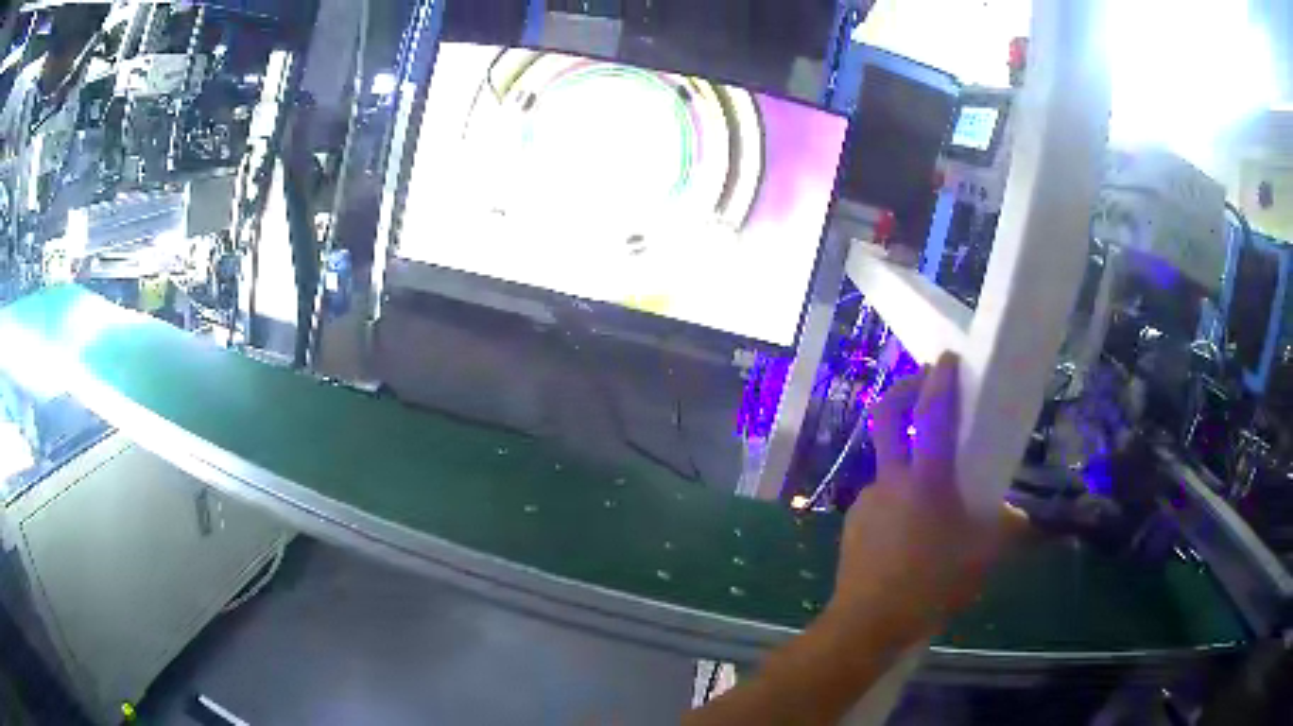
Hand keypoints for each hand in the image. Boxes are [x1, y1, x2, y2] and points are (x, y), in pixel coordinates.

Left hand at [828, 353, 1023, 645]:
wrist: (868, 624)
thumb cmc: (930, 586)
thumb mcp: (982, 558)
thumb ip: (1005, 530)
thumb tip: (1021, 518)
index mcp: (927, 480)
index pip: (932, 414)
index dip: (940, 380)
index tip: (947, 357)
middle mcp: (891, 480)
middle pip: (887, 416)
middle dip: (904, 389)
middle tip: (923, 384)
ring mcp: (867, 500)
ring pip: (887, 463)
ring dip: (907, 458)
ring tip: (933, 493)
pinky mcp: (854, 523)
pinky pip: (880, 498)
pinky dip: (898, 498)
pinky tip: (911, 531)